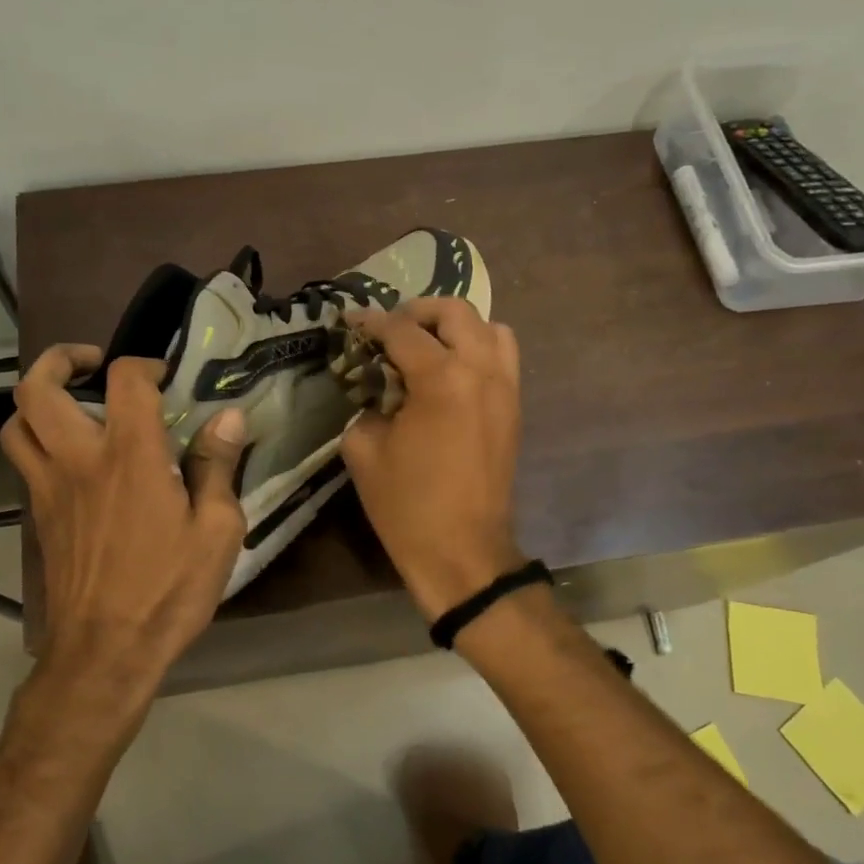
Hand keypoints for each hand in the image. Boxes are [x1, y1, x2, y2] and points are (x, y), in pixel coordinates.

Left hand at [1, 345, 249, 703]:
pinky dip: (38, 440)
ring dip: (39, 399)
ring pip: (16, 423)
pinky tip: (72, 458)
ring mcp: (48, 487)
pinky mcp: (37, 515)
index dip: (144, 365)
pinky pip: (23, 460)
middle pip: (39, 388)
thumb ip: (217, 467)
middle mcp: (78, 459)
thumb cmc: (168, 590)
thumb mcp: (217, 531)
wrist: (104, 653)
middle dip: (60, 360)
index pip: (125, 380)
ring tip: (72, 403)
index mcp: (130, 456)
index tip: (164, 377)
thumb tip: (228, 417)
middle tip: (92, 363)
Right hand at [340, 299, 525, 618]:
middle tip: (389, 330)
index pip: (401, 330)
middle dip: (417, 311)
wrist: (462, 552)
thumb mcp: (364, 449)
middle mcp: (481, 371)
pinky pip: (502, 357)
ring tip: (426, 346)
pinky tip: (449, 372)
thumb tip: (376, 388)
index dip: (370, 321)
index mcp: (441, 379)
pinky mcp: (514, 407)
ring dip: (454, 327)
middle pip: (454, 311)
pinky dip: (477, 349)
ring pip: (489, 328)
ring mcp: (505, 388)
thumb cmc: (407, 505)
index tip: (349, 320)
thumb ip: (367, 404)